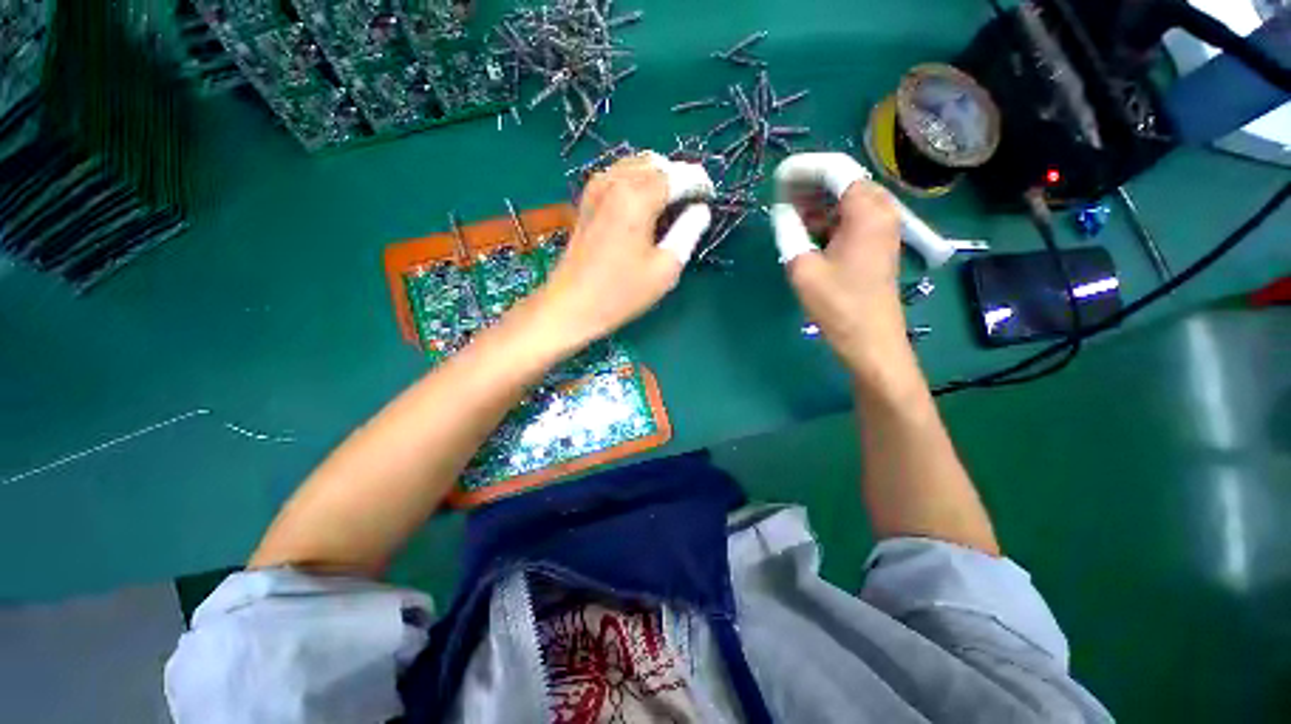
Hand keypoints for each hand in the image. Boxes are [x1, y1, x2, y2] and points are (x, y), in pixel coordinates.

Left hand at [529, 153, 711, 348]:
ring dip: (659, 178)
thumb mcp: (665, 268)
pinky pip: (619, 175)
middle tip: (692, 204)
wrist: (572, 305)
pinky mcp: (587, 199)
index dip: (700, 183)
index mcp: (637, 197)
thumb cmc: (621, 292)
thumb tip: (701, 210)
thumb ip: (688, 232)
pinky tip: (644, 206)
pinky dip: (638, 181)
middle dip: (680, 177)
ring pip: (637, 164)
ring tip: (671, 205)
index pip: (679, 175)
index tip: (710, 199)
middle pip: (658, 163)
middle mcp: (615, 181)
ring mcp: (597, 187)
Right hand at [779, 179, 908, 375]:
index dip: (804, 169)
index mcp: (867, 211)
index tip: (777, 177)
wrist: (870, 339)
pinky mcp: (876, 244)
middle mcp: (881, 211)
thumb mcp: (804, 268)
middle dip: (810, 184)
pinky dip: (827, 219)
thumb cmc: (838, 305)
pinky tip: (805, 229)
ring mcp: (881, 228)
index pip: (835, 170)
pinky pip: (849, 219)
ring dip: (817, 203)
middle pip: (843, 182)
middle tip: (780, 193)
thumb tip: (780, 211)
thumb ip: (789, 232)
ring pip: (846, 201)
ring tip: (787, 210)